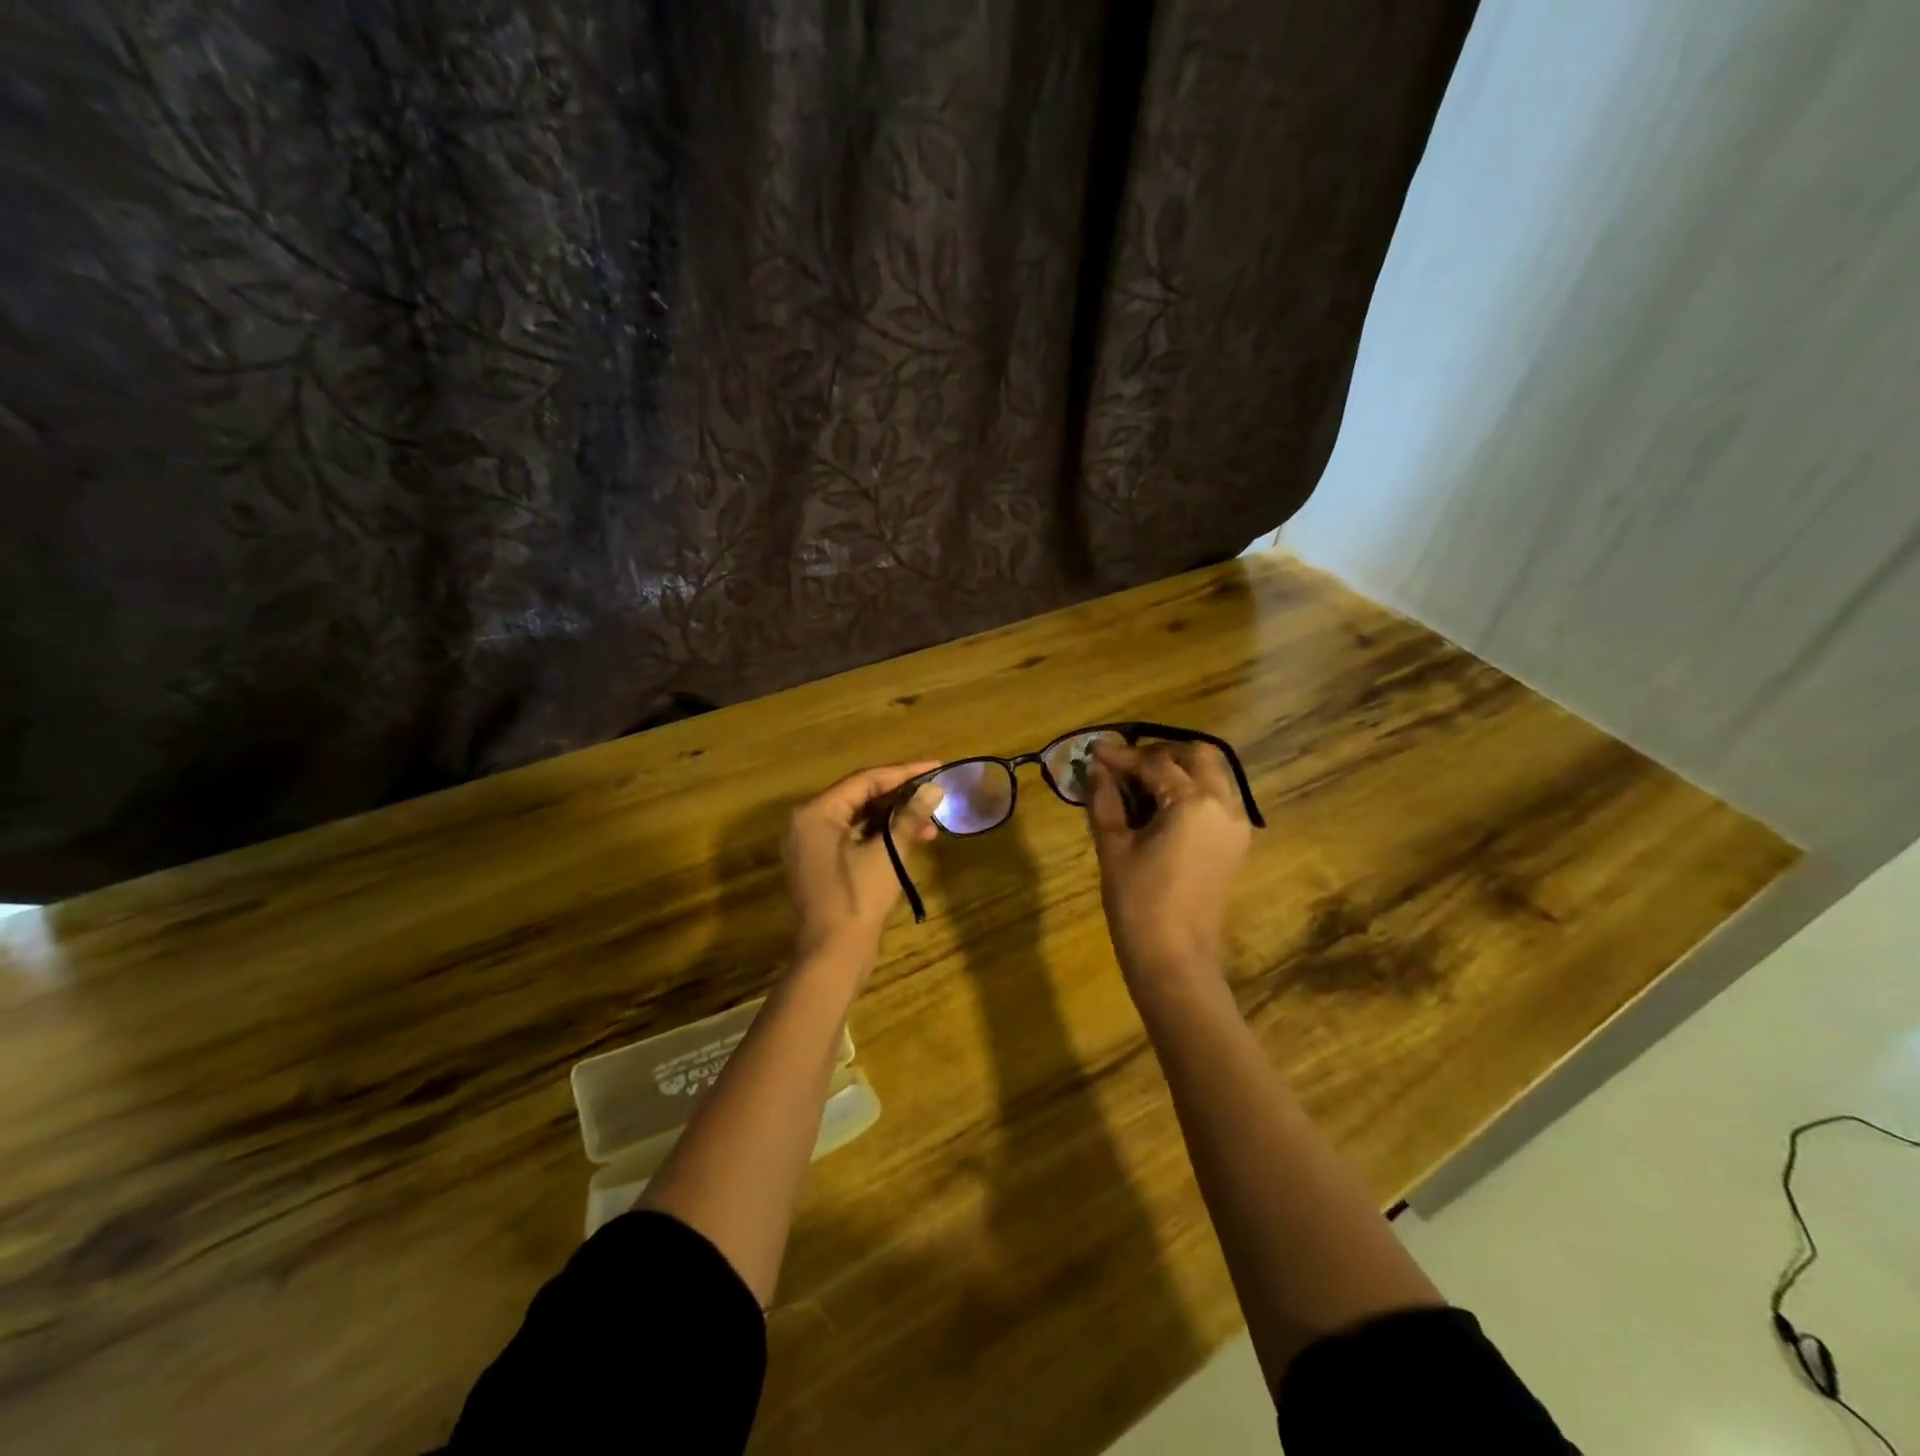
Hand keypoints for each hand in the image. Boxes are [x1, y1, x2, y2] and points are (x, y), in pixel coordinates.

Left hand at [784, 762, 943, 965]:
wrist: (832, 956)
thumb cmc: (858, 899)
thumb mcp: (888, 853)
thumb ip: (909, 816)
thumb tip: (934, 789)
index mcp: (816, 813)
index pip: (865, 780)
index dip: (904, 773)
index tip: (936, 766)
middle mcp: (807, 823)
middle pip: (859, 797)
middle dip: (900, 797)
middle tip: (935, 792)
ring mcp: (810, 846)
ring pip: (858, 820)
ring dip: (893, 819)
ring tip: (931, 822)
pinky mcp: (819, 865)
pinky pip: (851, 839)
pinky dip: (879, 837)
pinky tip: (911, 839)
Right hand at [1086, 740, 1251, 989]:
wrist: (1174, 959)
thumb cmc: (1137, 903)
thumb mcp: (1113, 846)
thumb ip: (1105, 799)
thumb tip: (1096, 768)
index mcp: (1193, 802)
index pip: (1155, 763)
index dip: (1121, 756)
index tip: (1094, 751)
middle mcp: (1224, 804)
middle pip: (1197, 755)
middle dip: (1160, 752)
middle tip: (1124, 765)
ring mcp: (1236, 824)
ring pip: (1213, 774)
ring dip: (1179, 768)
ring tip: (1140, 784)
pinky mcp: (1235, 843)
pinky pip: (1218, 798)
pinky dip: (1192, 789)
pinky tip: (1160, 806)